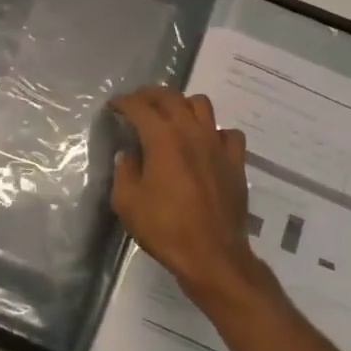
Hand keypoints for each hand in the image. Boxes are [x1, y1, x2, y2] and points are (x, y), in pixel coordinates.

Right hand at [111, 87, 264, 306]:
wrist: (212, 254)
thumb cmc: (165, 228)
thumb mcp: (127, 202)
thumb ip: (124, 171)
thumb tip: (129, 154)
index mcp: (162, 137)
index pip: (139, 106)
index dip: (123, 102)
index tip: (114, 106)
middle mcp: (191, 131)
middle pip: (171, 96)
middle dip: (150, 95)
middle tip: (138, 103)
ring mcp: (217, 143)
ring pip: (202, 105)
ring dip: (183, 105)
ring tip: (172, 117)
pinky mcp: (235, 160)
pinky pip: (227, 133)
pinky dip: (215, 132)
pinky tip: (207, 144)